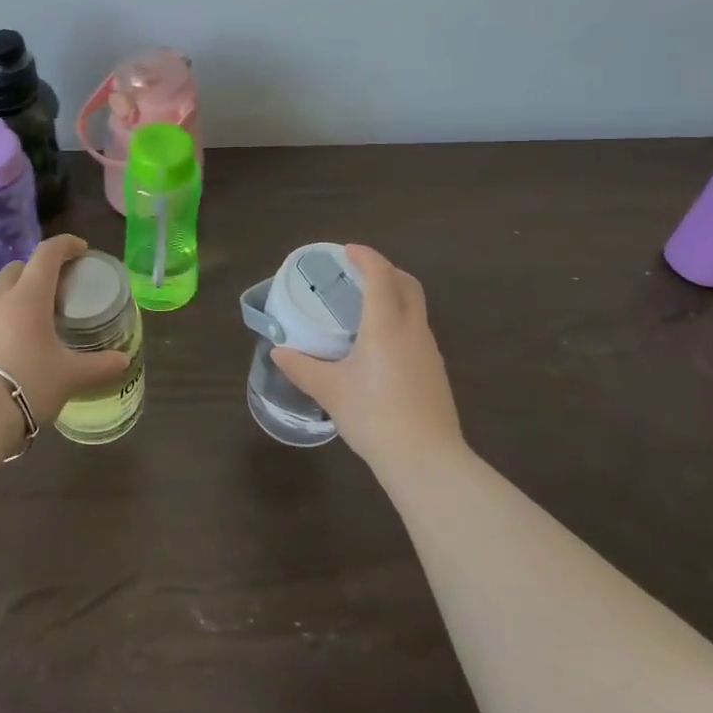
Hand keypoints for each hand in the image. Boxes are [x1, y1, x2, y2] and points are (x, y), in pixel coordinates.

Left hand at [0, 235, 131, 447]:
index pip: (47, 253)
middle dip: (38, 270)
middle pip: (18, 268)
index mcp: (29, 296)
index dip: (66, 245)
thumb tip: (123, 361)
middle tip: (56, 289)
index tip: (81, 250)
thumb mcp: (70, 377)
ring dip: (15, 296)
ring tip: (31, 322)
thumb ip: (99, 366)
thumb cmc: (28, 384)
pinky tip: (6, 347)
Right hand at [270, 244, 462, 474]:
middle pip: (407, 284)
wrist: (428, 461)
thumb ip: (302, 368)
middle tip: (358, 274)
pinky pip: (417, 331)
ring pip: (415, 308)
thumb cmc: (375, 417)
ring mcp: (428, 351)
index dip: (365, 256)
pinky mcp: (435, 372)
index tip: (347, 251)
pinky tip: (380, 347)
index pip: (380, 274)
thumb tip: (277, 352)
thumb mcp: (330, 391)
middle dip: (385, 270)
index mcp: (386, 324)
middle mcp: (412, 329)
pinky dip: (399, 321)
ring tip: (366, 309)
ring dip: (394, 296)